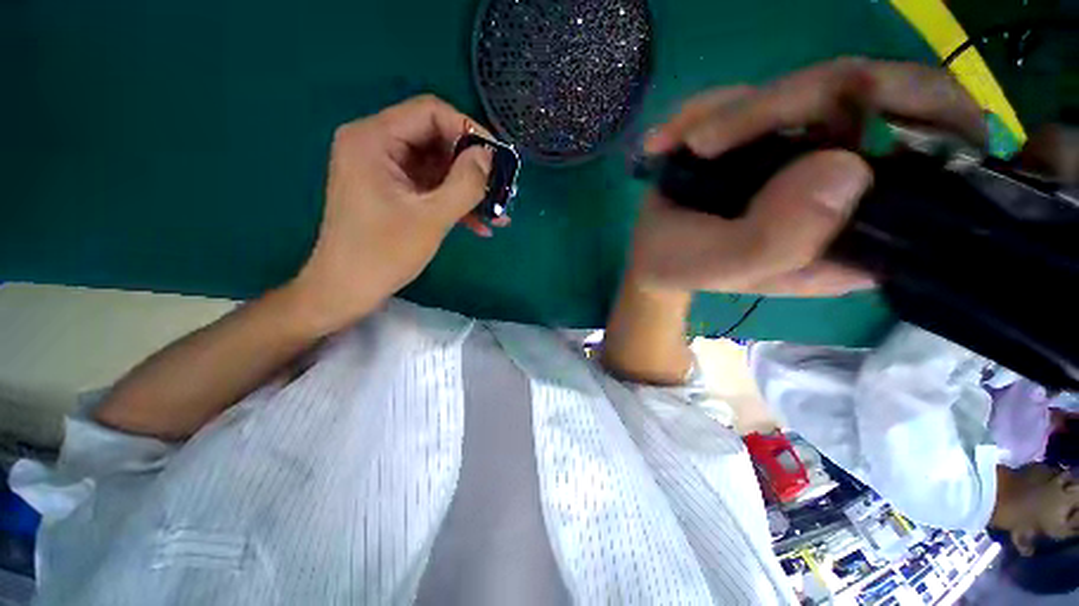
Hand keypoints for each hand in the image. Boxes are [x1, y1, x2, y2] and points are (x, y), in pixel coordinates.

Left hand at [289, 95, 503, 331]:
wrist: (347, 289)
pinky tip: (479, 225)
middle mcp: (375, 144)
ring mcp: (384, 170)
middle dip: (472, 167)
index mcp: (374, 139)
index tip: (497, 159)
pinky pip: (429, 187)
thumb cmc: (383, 253)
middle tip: (500, 190)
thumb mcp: (431, 218)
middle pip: (436, 139)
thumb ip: (465, 183)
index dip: (469, 130)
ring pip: (437, 167)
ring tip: (497, 213)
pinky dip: (453, 202)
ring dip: (468, 190)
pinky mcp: (392, 191)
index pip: (431, 112)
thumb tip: (489, 156)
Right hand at [633, 58, 987, 295]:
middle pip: (881, 98)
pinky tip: (669, 142)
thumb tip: (845, 167)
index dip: (927, 124)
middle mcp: (854, 182)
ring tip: (676, 148)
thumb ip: (781, 237)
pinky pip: (759, 90)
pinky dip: (707, 107)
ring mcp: (813, 146)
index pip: (943, 166)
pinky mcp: (776, 129)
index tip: (837, 123)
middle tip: (709, 139)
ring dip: (730, 111)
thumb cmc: (686, 265)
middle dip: (789, 104)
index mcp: (860, 231)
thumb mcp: (726, 265)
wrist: (654, 251)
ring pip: (812, 85)